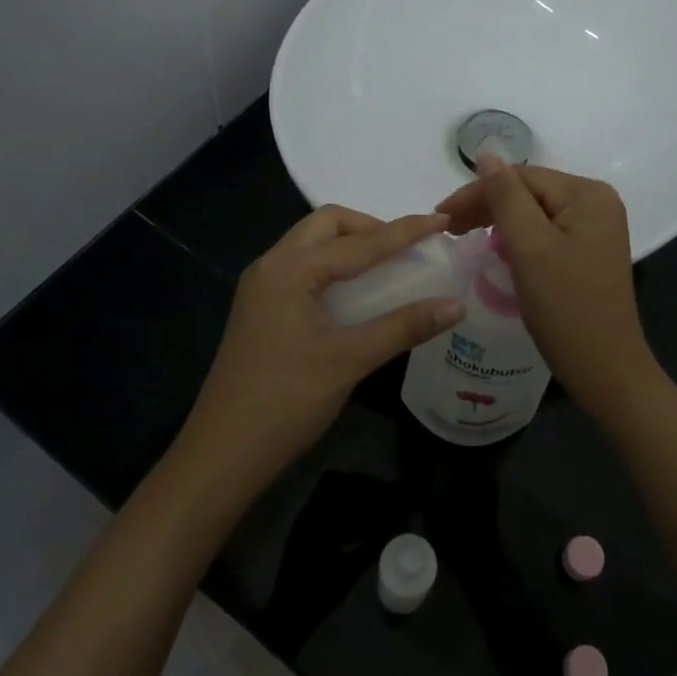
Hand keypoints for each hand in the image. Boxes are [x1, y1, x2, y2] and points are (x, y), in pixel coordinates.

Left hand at [177, 206, 465, 499]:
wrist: (220, 455)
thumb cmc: (284, 402)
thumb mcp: (349, 361)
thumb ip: (403, 327)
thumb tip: (456, 304)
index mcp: (289, 269)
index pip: (359, 242)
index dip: (404, 231)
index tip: (443, 219)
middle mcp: (271, 266)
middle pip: (327, 225)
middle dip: (370, 227)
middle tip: (407, 248)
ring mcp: (261, 288)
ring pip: (312, 245)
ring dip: (351, 244)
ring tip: (389, 264)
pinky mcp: (261, 309)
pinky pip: (303, 268)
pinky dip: (334, 266)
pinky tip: (356, 292)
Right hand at [437, 156, 658, 416]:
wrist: (606, 371)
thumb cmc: (566, 307)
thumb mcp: (529, 246)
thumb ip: (505, 196)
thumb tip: (486, 153)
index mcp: (588, 194)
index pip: (521, 177)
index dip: (477, 192)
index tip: (440, 216)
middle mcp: (596, 203)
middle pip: (528, 192)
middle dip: (486, 206)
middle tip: (448, 229)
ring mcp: (595, 229)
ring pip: (534, 213)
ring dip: (498, 222)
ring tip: (464, 237)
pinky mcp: (587, 252)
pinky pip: (544, 233)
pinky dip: (517, 239)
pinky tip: (497, 251)